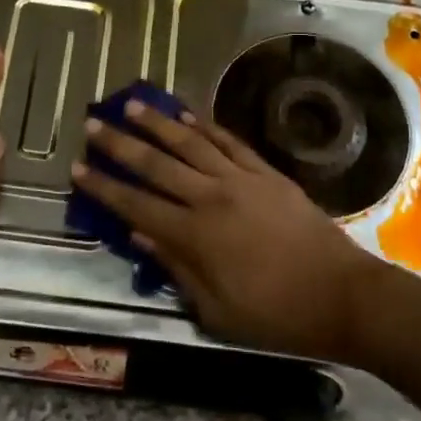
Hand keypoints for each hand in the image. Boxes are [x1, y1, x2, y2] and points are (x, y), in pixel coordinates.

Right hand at [71, 101, 383, 360]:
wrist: (343, 296)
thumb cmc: (276, 315)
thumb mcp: (217, 311)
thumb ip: (177, 269)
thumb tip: (140, 237)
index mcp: (195, 236)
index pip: (136, 205)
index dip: (104, 187)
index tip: (77, 168)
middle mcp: (211, 197)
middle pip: (156, 164)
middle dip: (120, 144)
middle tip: (92, 123)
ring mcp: (241, 180)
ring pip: (190, 143)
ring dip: (158, 123)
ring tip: (132, 105)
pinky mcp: (267, 173)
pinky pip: (230, 142)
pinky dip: (206, 126)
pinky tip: (188, 114)